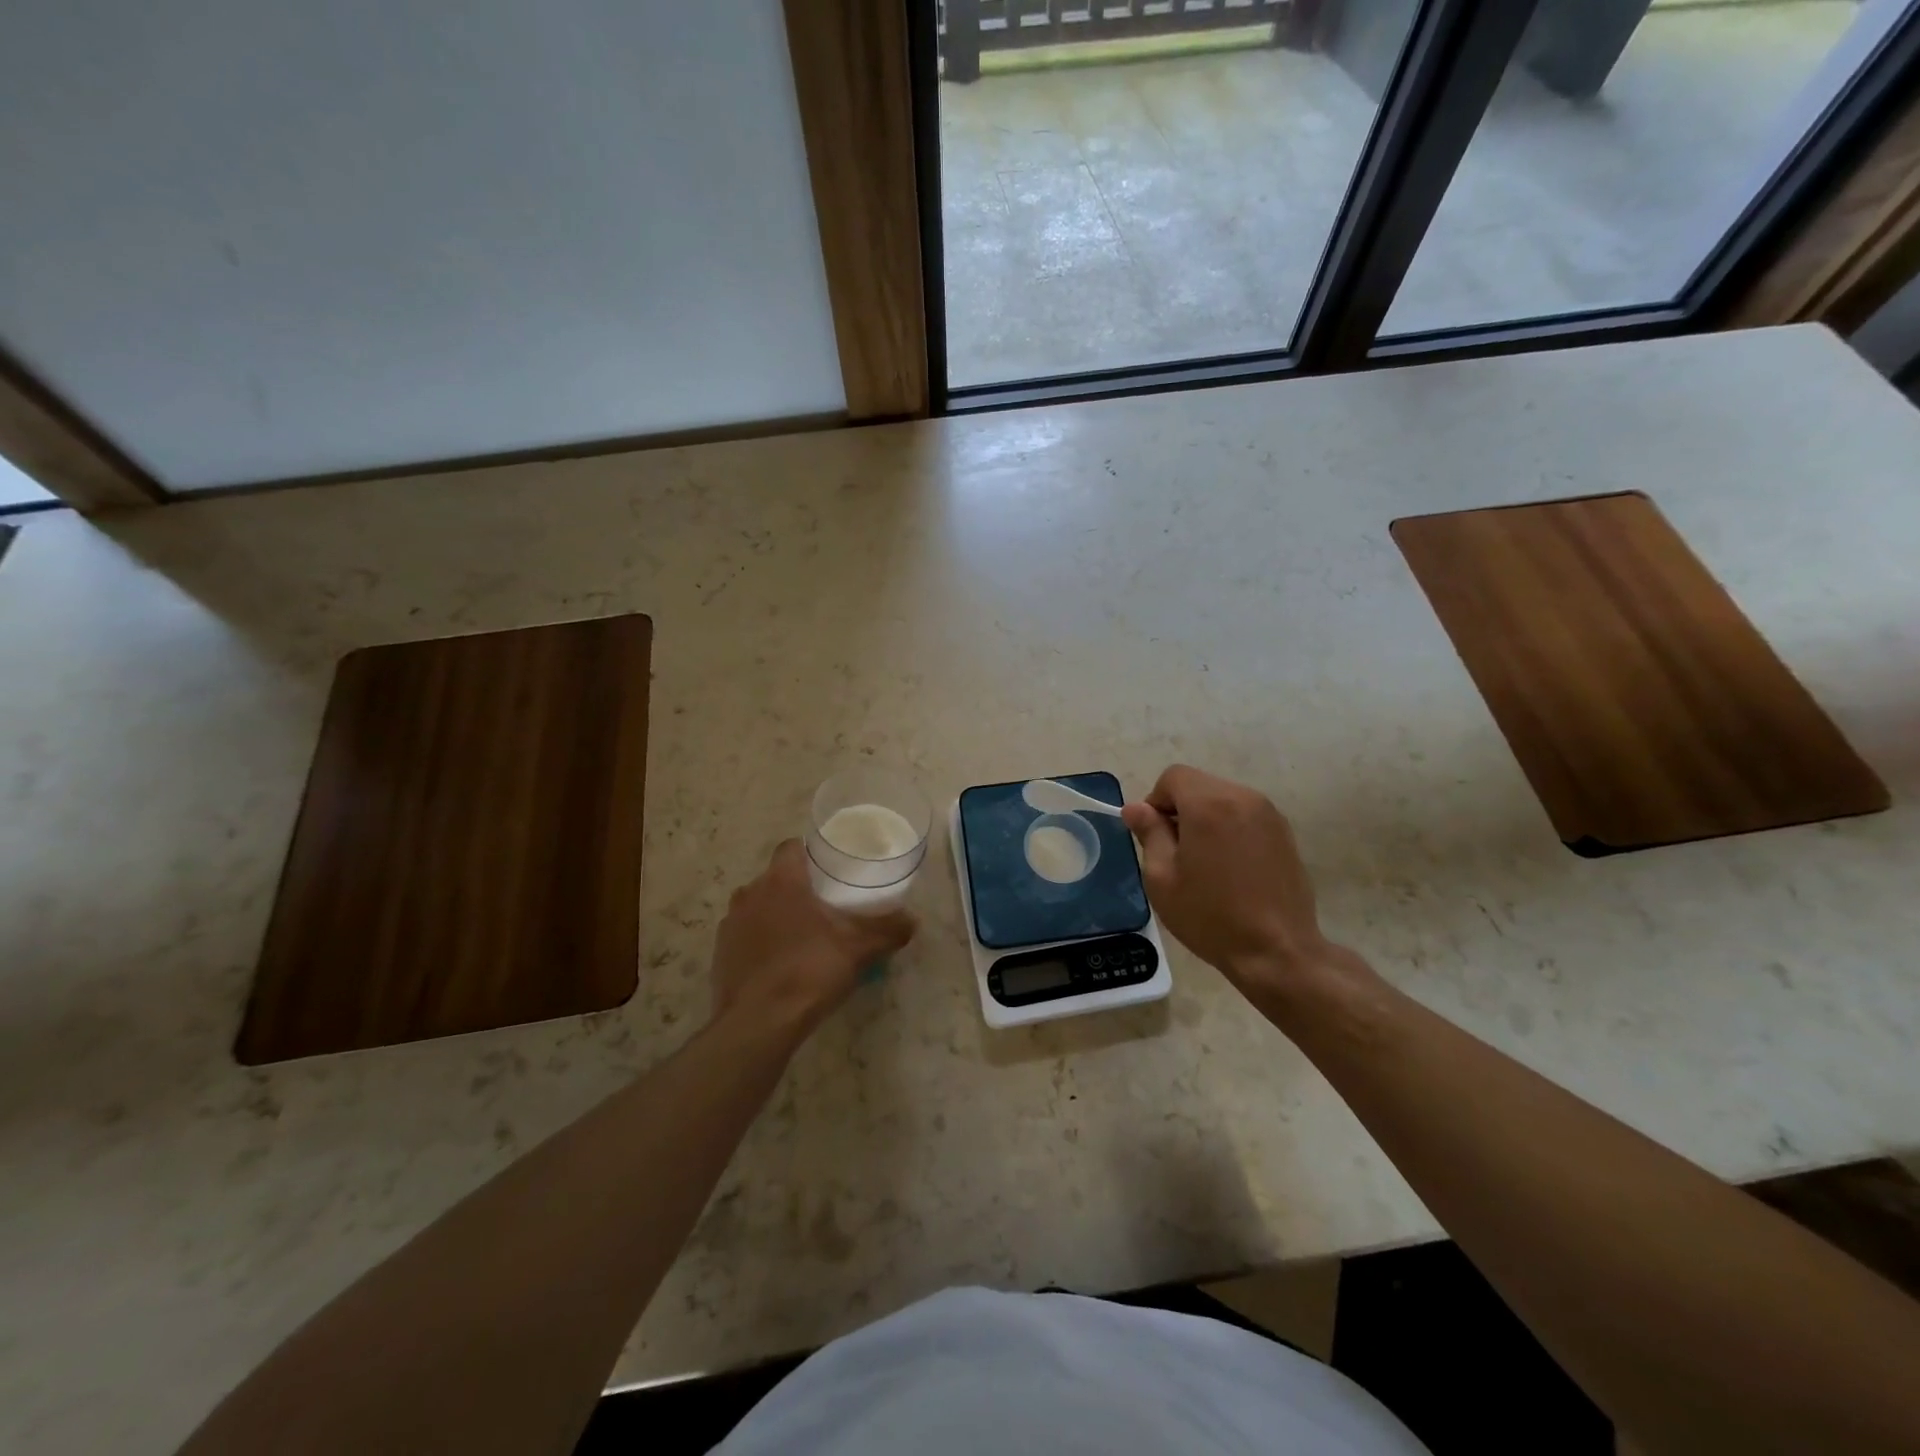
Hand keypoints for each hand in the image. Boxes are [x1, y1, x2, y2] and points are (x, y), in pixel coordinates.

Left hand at [710, 840, 916, 1042]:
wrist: (758, 1023)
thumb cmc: (809, 970)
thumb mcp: (858, 949)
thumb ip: (888, 930)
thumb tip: (913, 921)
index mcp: (781, 881)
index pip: (791, 847)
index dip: (811, 853)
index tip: (830, 867)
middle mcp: (750, 893)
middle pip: (775, 877)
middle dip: (798, 887)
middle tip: (825, 904)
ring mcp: (731, 924)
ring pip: (758, 906)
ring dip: (776, 914)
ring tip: (803, 935)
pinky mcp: (720, 953)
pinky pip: (745, 935)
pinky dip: (761, 941)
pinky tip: (780, 963)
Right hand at [1121, 765, 1342, 1004]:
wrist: (1277, 951)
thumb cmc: (1210, 915)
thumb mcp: (1162, 877)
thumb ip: (1149, 833)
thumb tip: (1135, 808)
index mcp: (1209, 804)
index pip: (1173, 777)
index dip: (1156, 801)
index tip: (1155, 837)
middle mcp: (1242, 797)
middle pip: (1199, 785)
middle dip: (1181, 809)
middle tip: (1176, 853)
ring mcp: (1269, 814)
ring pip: (1223, 799)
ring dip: (1206, 819)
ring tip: (1205, 863)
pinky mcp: (1284, 833)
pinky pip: (1245, 816)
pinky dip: (1230, 829)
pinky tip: (1231, 869)